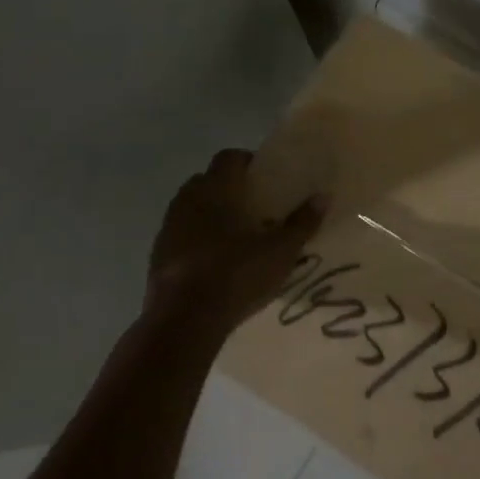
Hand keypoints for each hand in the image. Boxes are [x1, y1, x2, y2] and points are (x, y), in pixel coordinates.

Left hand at [146, 148, 326, 337]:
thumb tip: (324, 196)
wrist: (182, 321)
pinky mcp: (156, 256)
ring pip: (191, 208)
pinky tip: (213, 263)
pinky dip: (195, 240)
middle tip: (253, 207)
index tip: (265, 178)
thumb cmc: (236, 274)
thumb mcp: (281, 251)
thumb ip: (302, 222)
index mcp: (217, 188)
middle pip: (207, 180)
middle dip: (228, 188)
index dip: (247, 162)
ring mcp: (168, 228)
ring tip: (235, 237)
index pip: (229, 157)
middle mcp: (188, 199)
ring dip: (209, 215)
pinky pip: (179, 236)